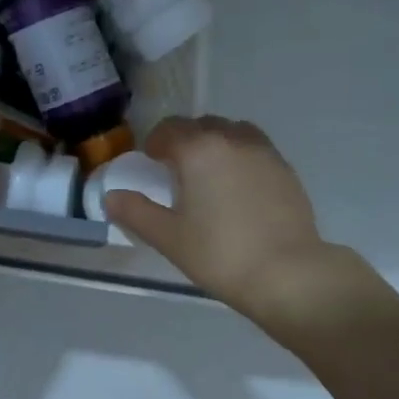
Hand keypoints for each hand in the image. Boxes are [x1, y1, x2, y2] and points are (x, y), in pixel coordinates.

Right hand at [103, 116, 329, 319]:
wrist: (287, 273)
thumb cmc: (220, 254)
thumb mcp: (169, 238)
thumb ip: (136, 213)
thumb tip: (111, 197)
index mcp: (199, 149)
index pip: (170, 129)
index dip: (156, 142)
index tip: (151, 162)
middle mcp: (233, 139)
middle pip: (202, 125)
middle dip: (185, 141)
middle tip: (177, 171)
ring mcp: (265, 152)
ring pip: (233, 133)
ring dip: (216, 144)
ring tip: (210, 176)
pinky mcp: (286, 170)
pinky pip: (256, 151)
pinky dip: (241, 158)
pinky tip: (239, 190)